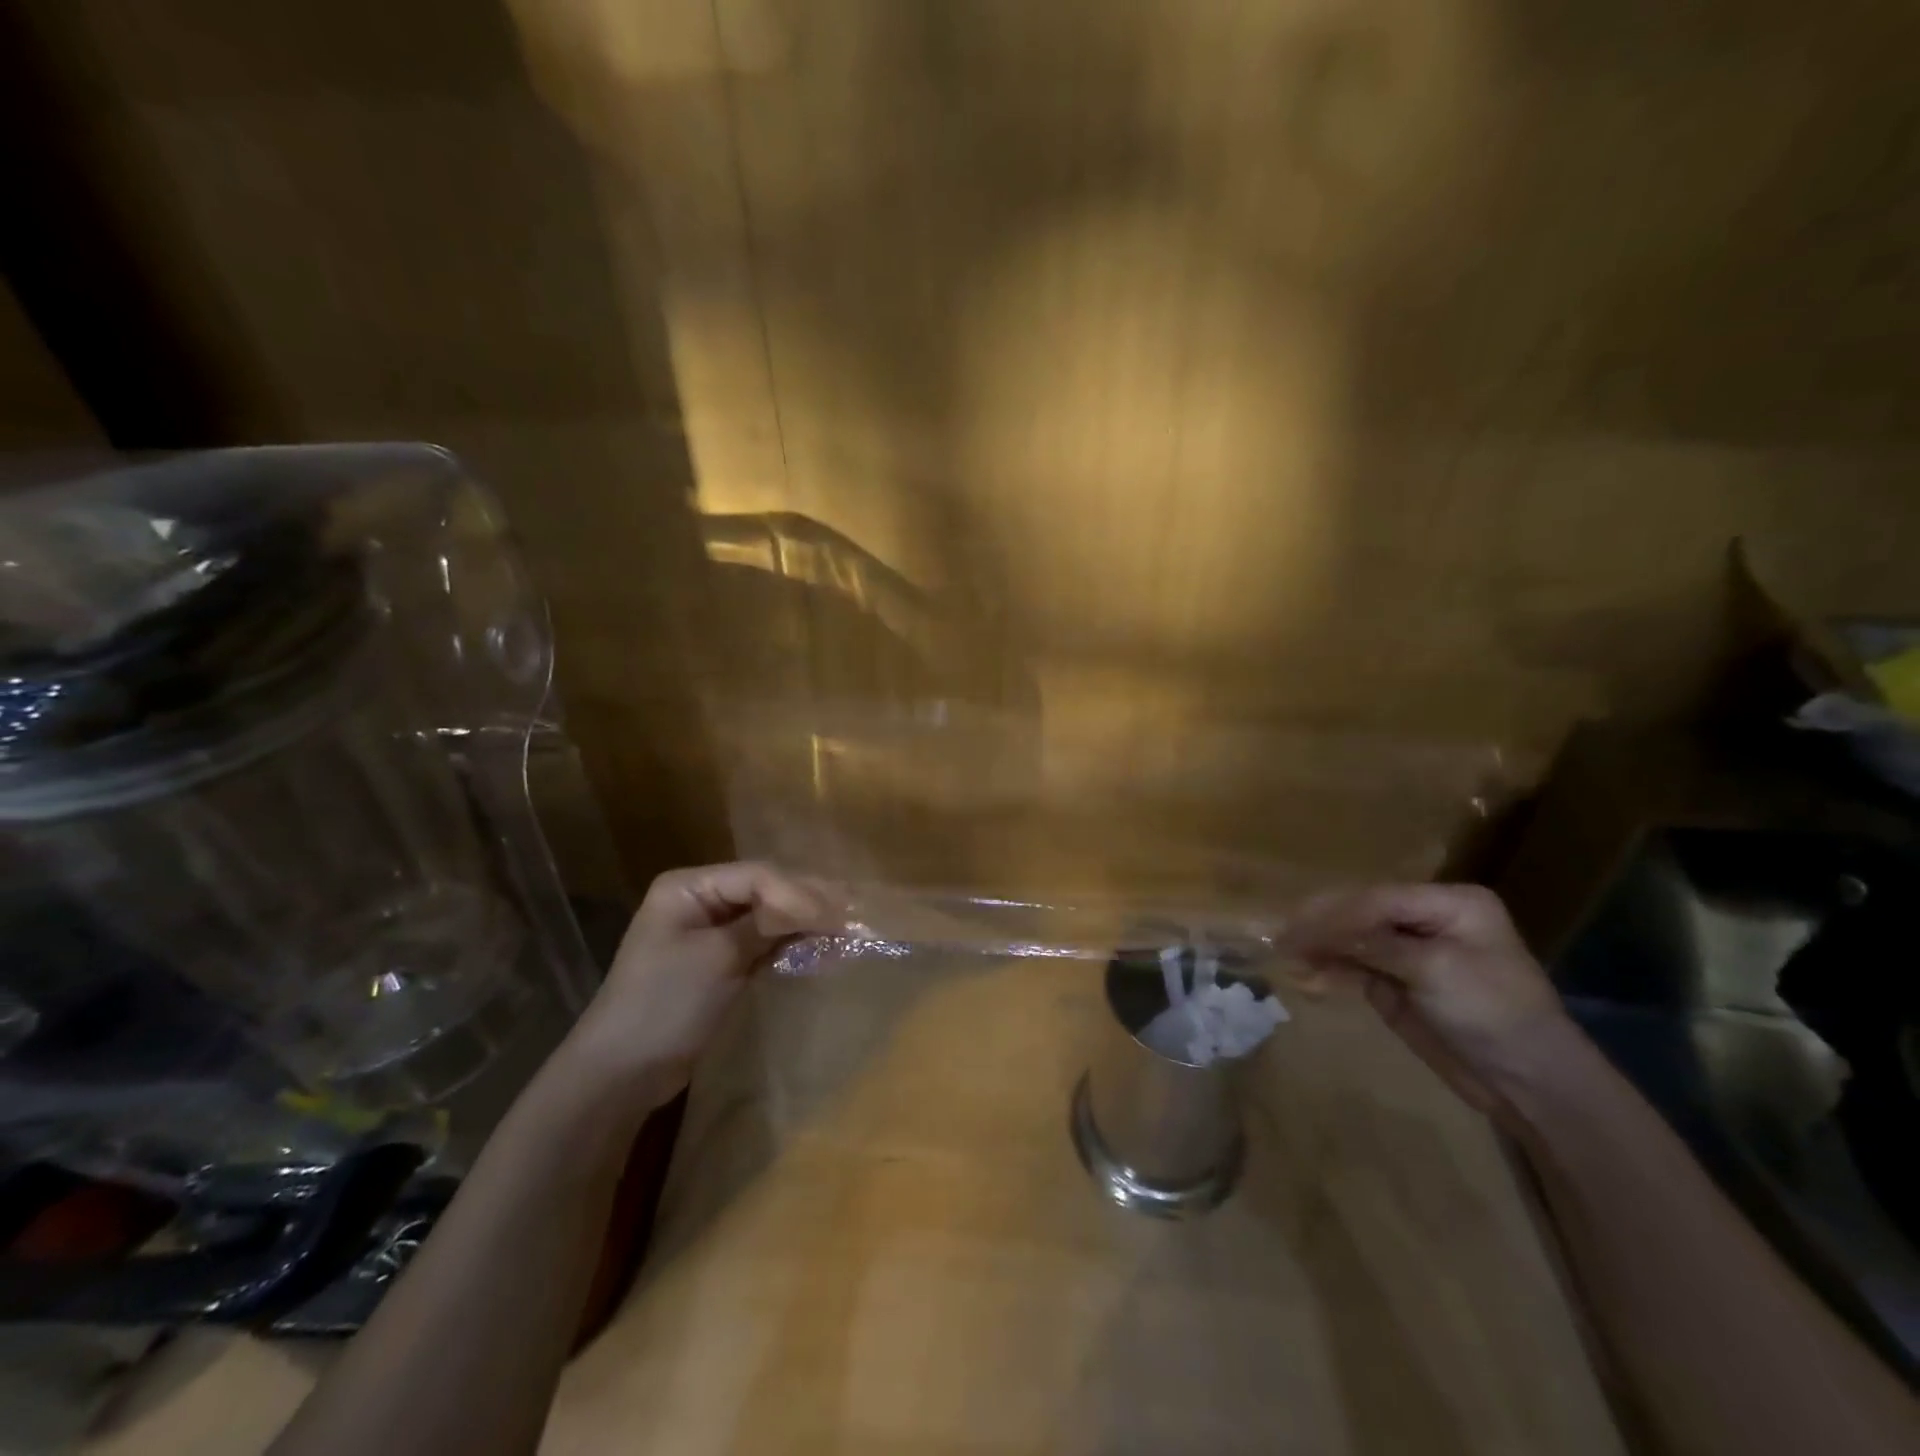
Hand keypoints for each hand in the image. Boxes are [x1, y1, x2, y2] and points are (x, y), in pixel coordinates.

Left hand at [564, 862, 839, 1101]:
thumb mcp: (719, 957)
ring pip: (767, 917)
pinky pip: (762, 942)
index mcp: (688, 887)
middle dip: (806, 904)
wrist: (621, 1073)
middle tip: (850, 916)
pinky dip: (789, 946)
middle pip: (765, 891)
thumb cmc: (665, 1004)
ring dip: (802, 924)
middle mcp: (700, 899)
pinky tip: (819, 950)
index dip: (798, 892)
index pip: (757, 876)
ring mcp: (709, 932)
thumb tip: (821, 908)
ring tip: (843, 932)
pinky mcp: (719, 962)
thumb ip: (768, 925)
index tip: (835, 916)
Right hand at [1287, 883, 1573, 1116]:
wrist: (1529, 1081)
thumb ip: (1376, 943)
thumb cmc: (1493, 1011)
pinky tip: (1308, 978)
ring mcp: (1411, 953)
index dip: (1337, 912)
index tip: (1297, 926)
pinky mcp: (1398, 984)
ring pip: (1353, 940)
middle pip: (1362, 914)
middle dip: (1323, 927)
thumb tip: (1318, 929)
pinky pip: (1356, 968)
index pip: (1379, 898)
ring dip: (1321, 949)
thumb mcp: (1436, 969)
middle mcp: (1427, 920)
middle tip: (1281, 937)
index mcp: (1450, 903)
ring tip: (1287, 958)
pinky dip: (1331, 971)